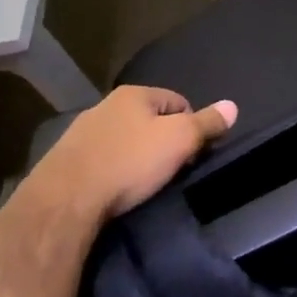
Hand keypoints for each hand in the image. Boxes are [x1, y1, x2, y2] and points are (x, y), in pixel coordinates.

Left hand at [17, 86, 237, 227]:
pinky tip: (114, 189)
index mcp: (134, 94)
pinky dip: (112, 170)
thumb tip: (232, 106)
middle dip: (162, 141)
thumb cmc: (130, 163)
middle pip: (148, 119)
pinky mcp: (63, 160)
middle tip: (170, 169)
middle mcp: (105, 105)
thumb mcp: (181, 140)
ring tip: (142, 182)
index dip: (192, 125)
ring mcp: (80, 132)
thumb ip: (207, 123)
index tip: (192, 153)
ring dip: (135, 155)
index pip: (178, 101)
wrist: (64, 201)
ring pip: (123, 139)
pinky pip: (100, 159)